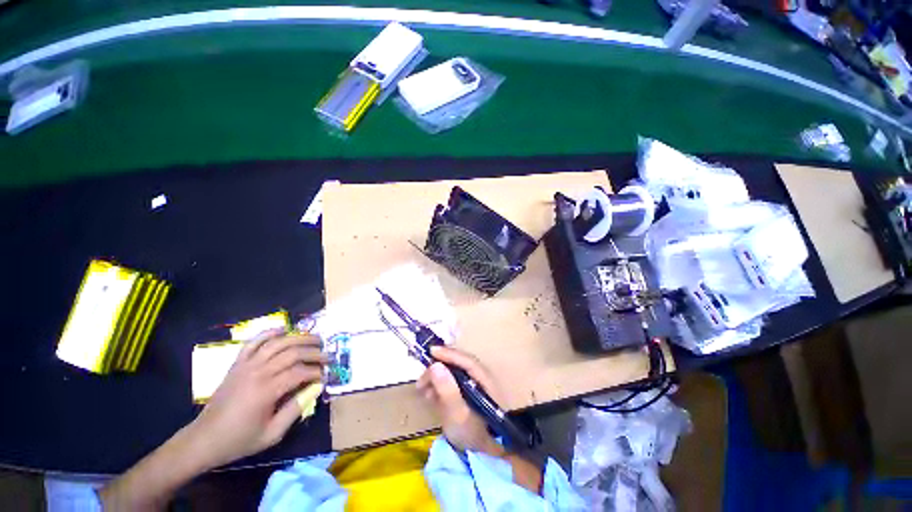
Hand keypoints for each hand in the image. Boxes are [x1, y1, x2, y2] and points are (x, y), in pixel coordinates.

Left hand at [188, 331, 326, 468]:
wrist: (204, 439)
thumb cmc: (239, 440)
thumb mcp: (272, 434)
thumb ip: (296, 410)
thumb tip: (316, 388)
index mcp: (266, 391)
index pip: (300, 372)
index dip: (316, 371)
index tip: (326, 375)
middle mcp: (257, 372)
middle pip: (293, 353)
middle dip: (314, 352)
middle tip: (327, 356)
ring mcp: (246, 365)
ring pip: (278, 342)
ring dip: (300, 338)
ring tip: (315, 340)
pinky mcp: (238, 363)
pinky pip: (254, 342)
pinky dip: (270, 332)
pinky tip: (284, 330)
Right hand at [416, 346, 503, 455]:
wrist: (482, 456)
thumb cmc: (472, 435)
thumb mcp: (457, 415)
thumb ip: (447, 390)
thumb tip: (435, 365)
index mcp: (484, 380)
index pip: (466, 361)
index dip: (449, 354)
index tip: (432, 351)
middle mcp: (480, 378)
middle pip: (458, 365)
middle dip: (438, 369)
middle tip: (421, 380)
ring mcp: (474, 385)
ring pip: (452, 373)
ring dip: (436, 379)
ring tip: (422, 390)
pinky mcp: (466, 393)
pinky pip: (451, 383)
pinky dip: (439, 386)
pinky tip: (429, 396)